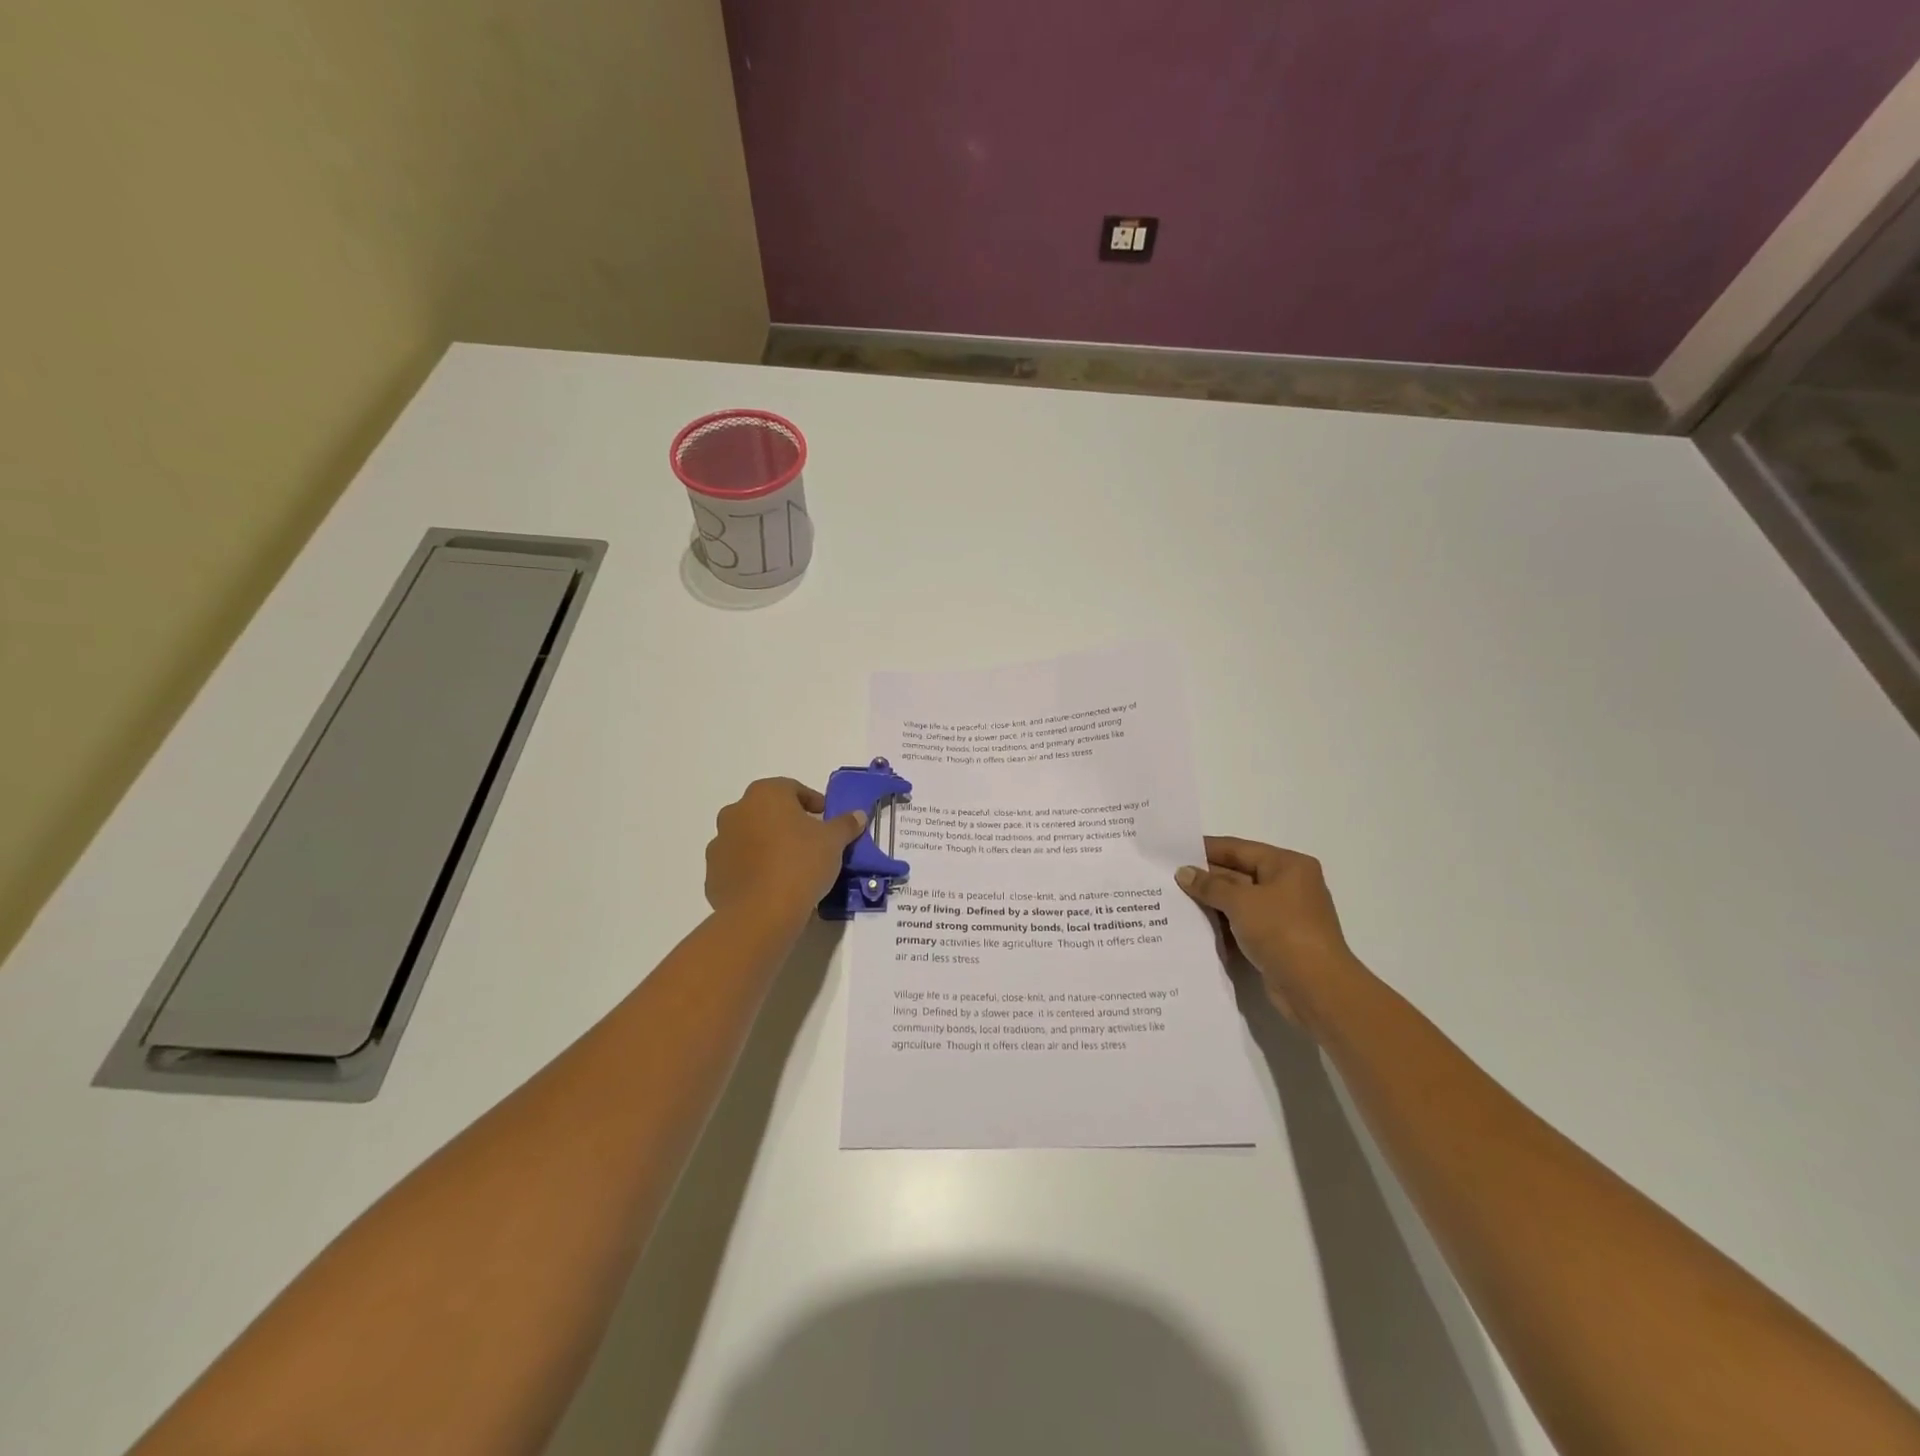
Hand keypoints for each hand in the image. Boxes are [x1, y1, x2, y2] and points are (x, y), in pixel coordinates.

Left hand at [705, 778, 867, 923]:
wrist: (761, 912)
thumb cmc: (800, 864)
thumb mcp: (833, 841)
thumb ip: (845, 824)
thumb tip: (857, 815)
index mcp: (765, 794)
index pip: (792, 789)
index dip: (812, 802)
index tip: (826, 819)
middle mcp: (736, 811)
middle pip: (767, 811)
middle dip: (787, 822)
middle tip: (809, 842)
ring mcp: (719, 843)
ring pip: (749, 837)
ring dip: (766, 845)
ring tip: (790, 867)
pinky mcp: (712, 873)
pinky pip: (738, 864)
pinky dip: (752, 869)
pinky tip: (771, 885)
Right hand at [1176, 838, 1357, 1024]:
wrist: (1316, 988)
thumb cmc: (1282, 931)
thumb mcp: (1241, 902)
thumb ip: (1210, 885)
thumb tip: (1183, 872)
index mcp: (1287, 865)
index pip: (1239, 849)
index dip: (1206, 849)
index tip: (1173, 850)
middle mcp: (1288, 885)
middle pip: (1238, 874)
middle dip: (1205, 878)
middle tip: (1167, 877)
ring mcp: (1283, 914)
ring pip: (1239, 901)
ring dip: (1211, 903)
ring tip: (1173, 900)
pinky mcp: (1277, 940)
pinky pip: (1242, 924)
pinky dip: (1222, 924)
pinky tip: (1194, 926)